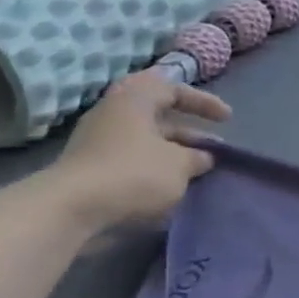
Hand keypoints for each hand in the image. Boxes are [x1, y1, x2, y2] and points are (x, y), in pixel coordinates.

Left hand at [44, 72, 231, 231]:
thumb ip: (196, 157)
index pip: (175, 89)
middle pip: (159, 116)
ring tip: (196, 171)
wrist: (71, 208)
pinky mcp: (91, 167)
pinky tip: (169, 187)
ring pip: (146, 140)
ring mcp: (98, 140)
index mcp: (135, 98)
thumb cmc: (133, 173)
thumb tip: (203, 157)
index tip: (227, 119)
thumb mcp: (178, 165)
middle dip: (188, 132)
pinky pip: (131, 159)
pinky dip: (154, 168)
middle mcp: (114, 112)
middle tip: (212, 147)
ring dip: (172, 153)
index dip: (204, 103)